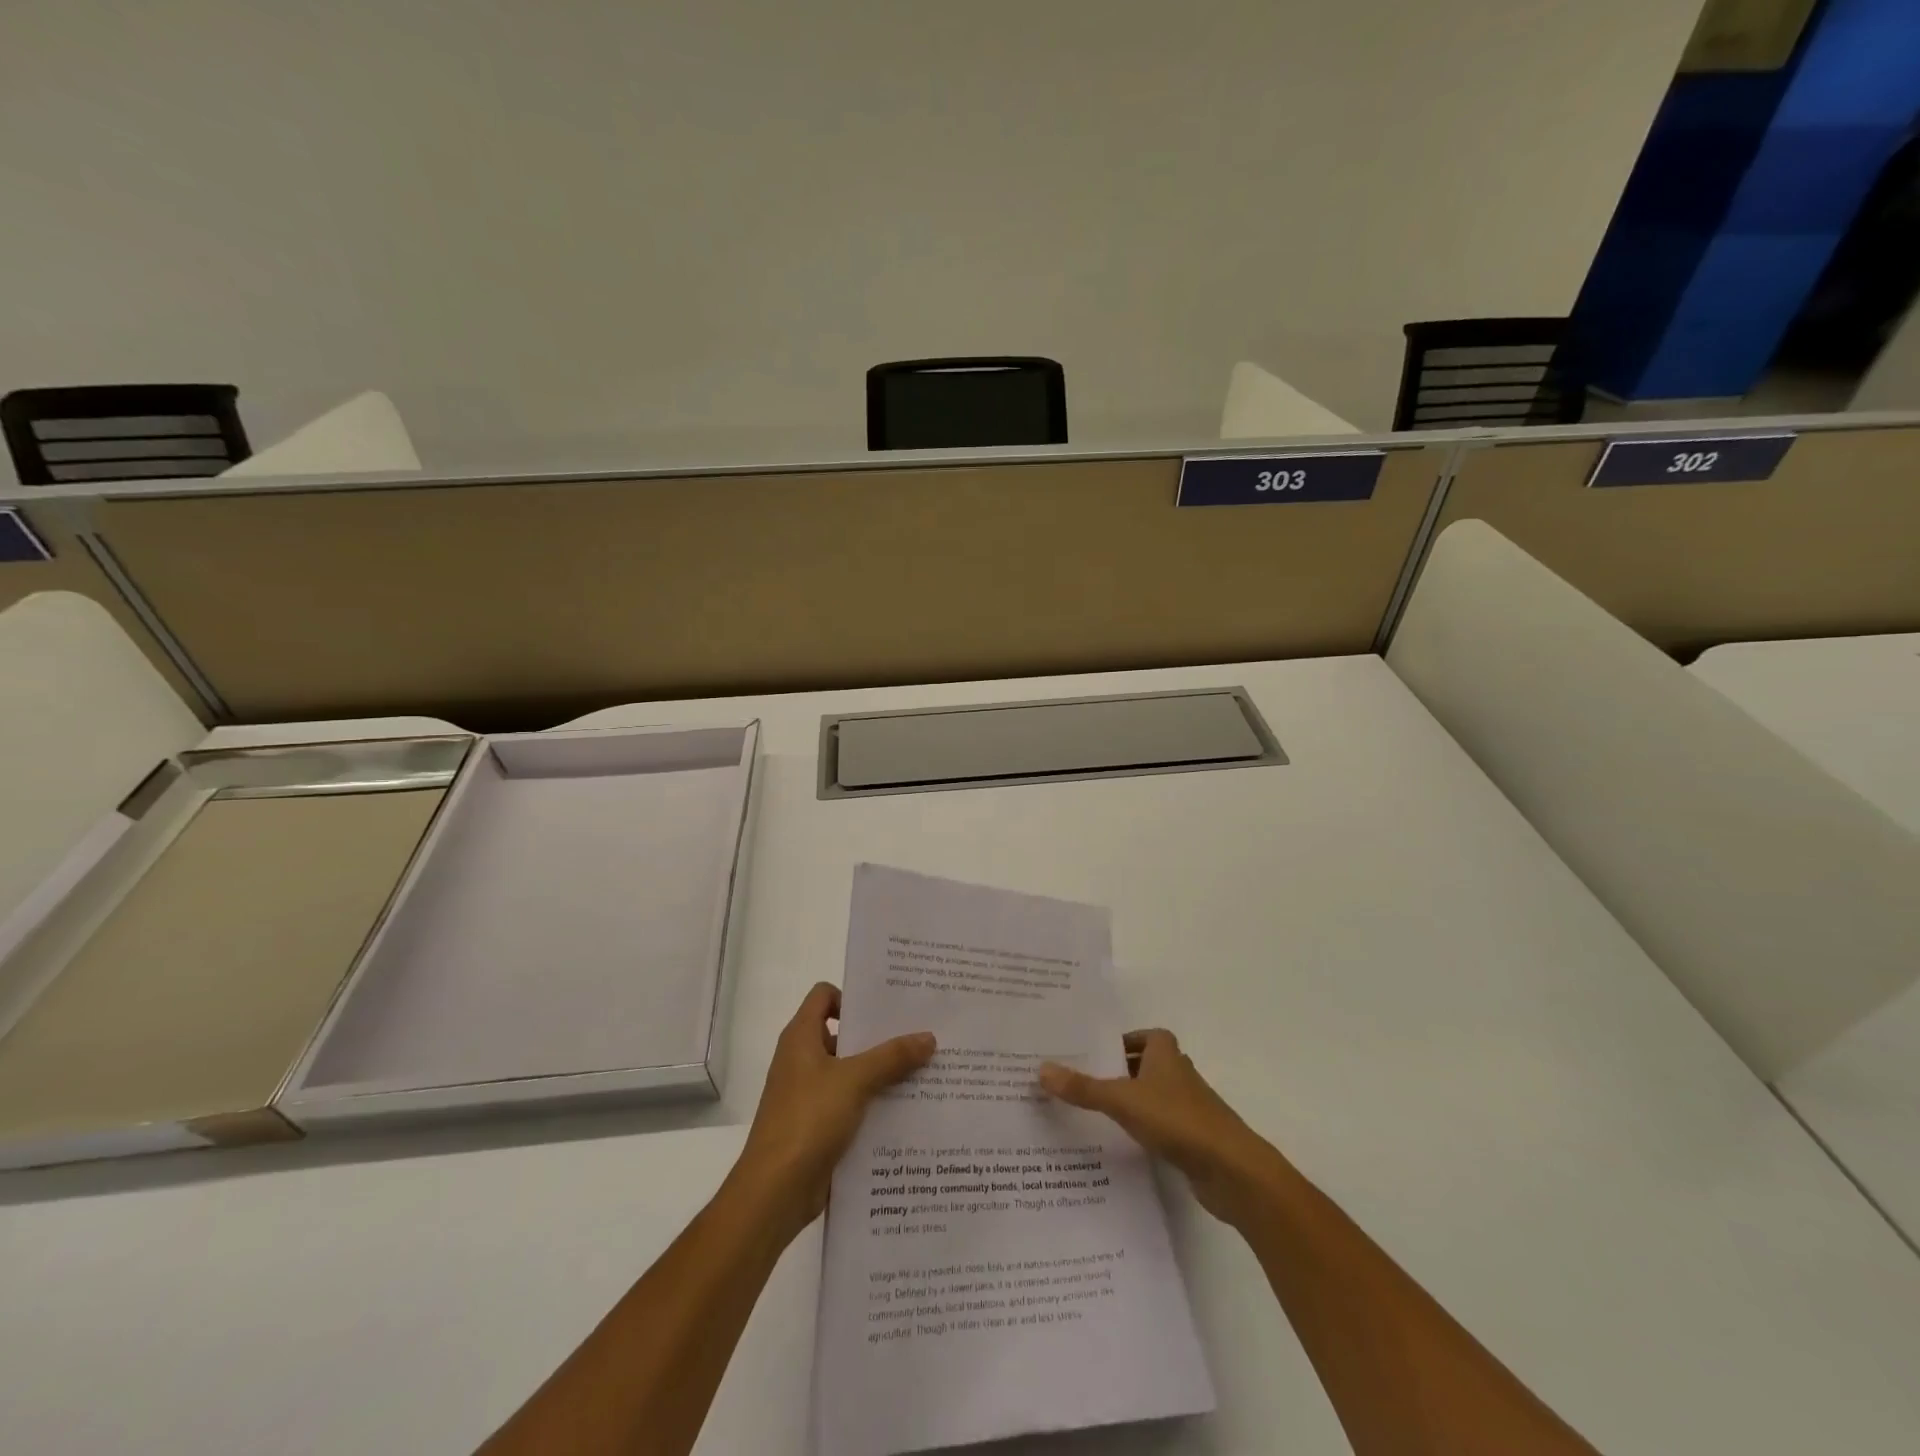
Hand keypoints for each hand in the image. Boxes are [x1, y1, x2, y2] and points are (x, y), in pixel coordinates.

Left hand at [734, 983, 935, 1241]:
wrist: (775, 1192)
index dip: (852, 996)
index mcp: (801, 1038)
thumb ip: (892, 1057)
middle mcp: (802, 1060)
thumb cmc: (808, 1120)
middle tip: (919, 1034)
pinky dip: (874, 1103)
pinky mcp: (818, 1126)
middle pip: (843, 1034)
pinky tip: (907, 1109)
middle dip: (878, 1036)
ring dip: (881, 1072)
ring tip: (923, 1071)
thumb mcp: (855, 1080)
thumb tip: (928, 1037)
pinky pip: (851, 1104)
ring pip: (851, 1071)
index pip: (824, 996)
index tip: (887, 1008)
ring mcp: (809, 1095)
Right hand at [1039, 1029, 1273, 1225]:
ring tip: (1095, 1111)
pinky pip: (1162, 1125)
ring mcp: (1190, 1108)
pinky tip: (1122, 1143)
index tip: (1096, 1051)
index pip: (1145, 1035)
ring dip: (1132, 1100)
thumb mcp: (1122, 1100)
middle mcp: (1179, 1075)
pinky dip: (1144, 1128)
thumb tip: (1041, 1069)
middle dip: (1121, 1070)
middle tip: (1085, 1079)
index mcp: (1166, 1054)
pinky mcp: (1194, 1139)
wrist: (1231, 1170)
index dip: (1123, 1039)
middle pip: (1147, 1064)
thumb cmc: (1177, 1120)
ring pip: (1154, 1096)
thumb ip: (1083, 1087)